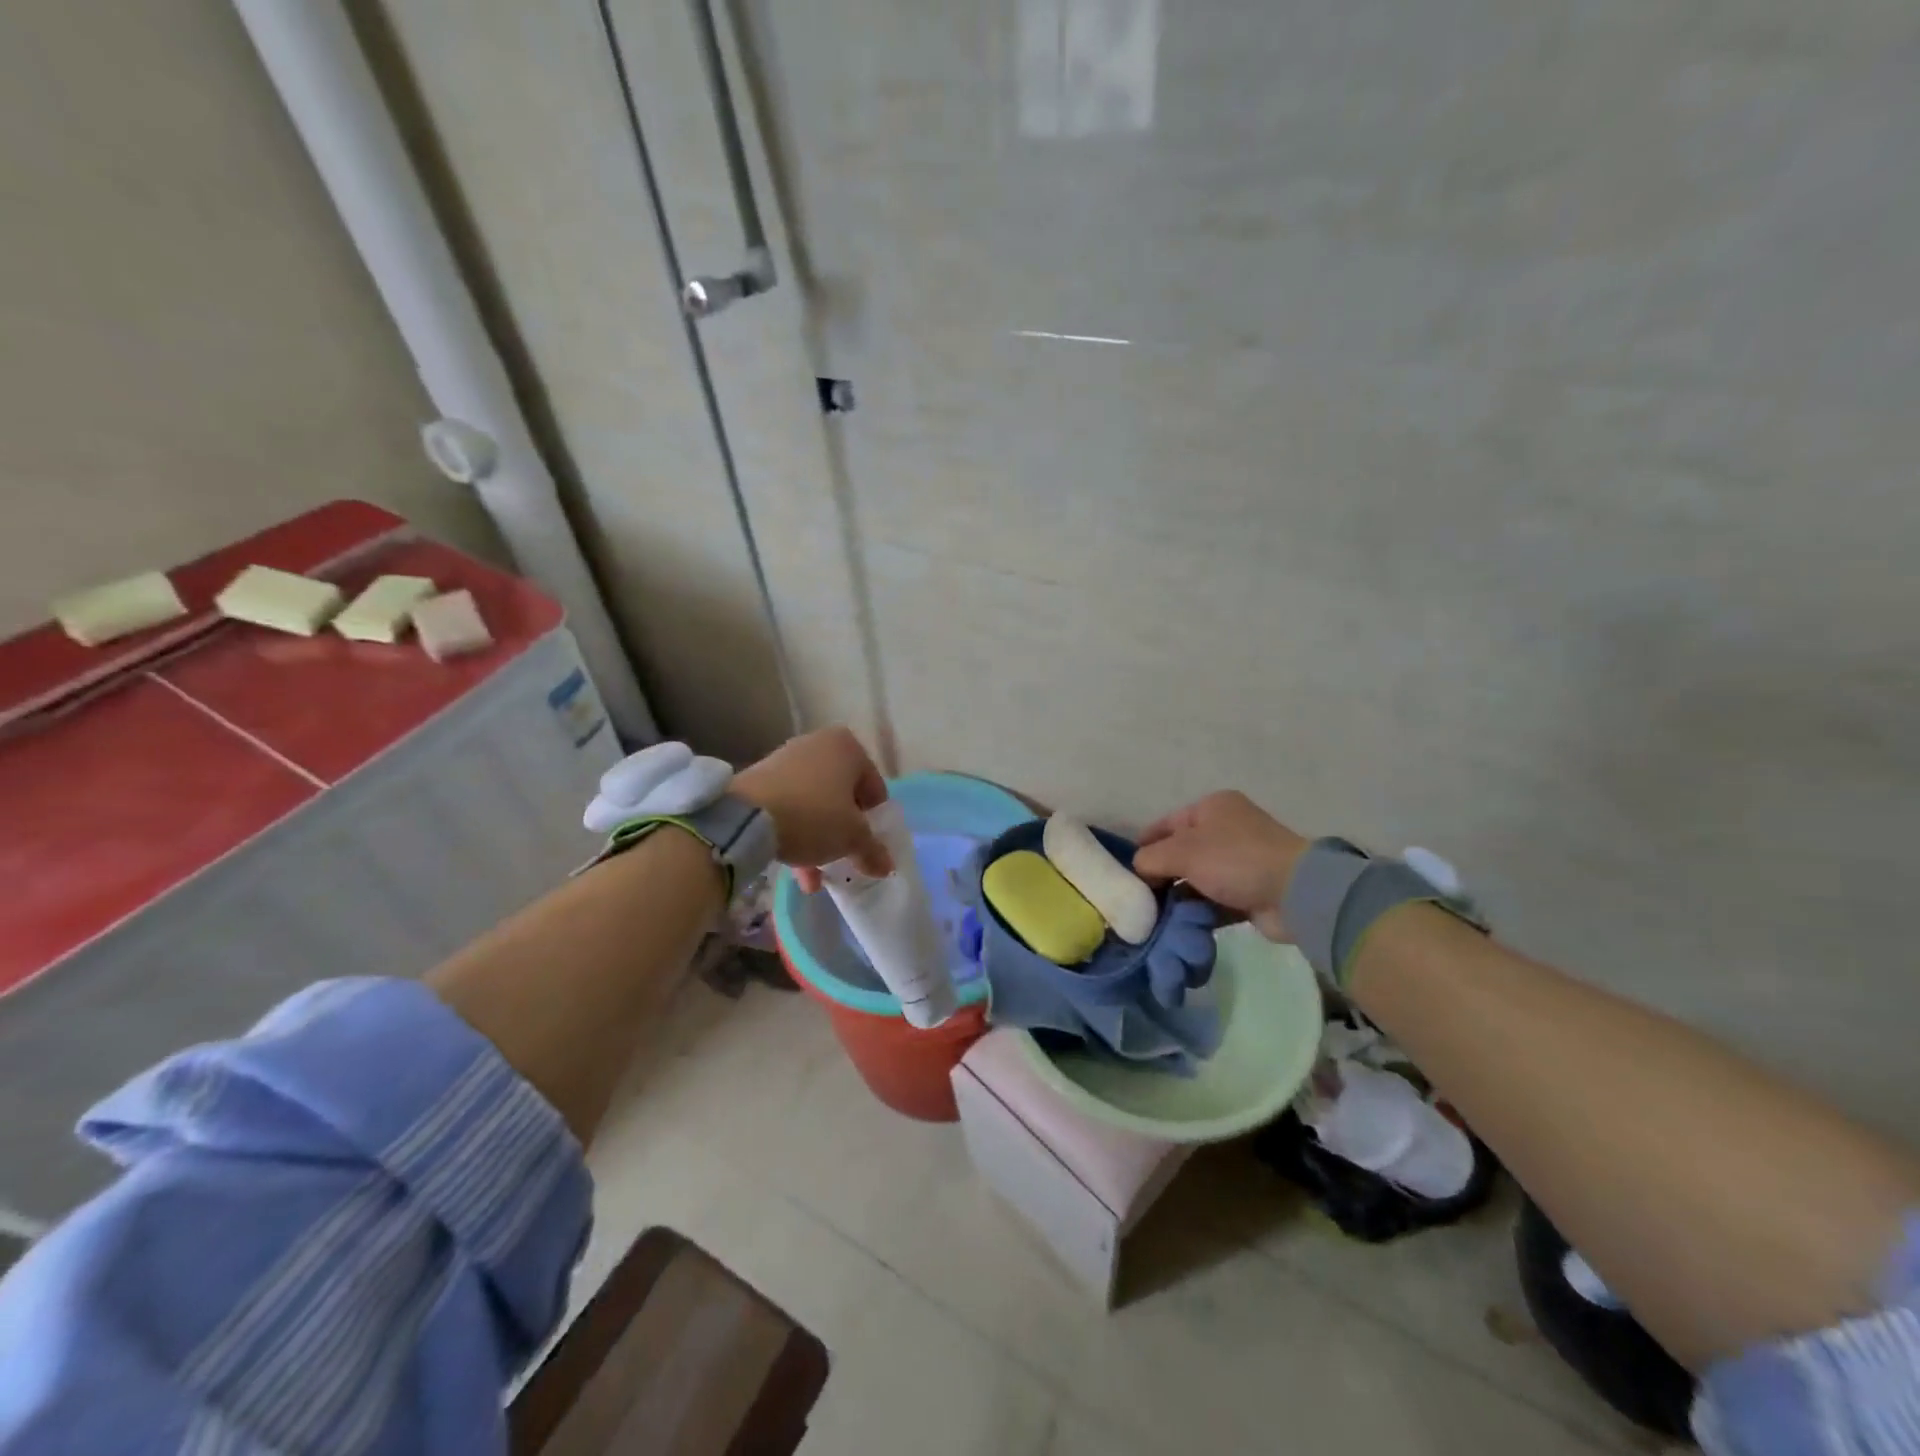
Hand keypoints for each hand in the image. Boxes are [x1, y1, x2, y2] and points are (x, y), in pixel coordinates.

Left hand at [732, 727, 891, 891]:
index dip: (875, 822)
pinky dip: (795, 832)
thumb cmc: (814, 816)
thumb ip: (873, 850)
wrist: (745, 816)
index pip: (874, 789)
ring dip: (819, 839)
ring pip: (815, 804)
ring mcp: (786, 759)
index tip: (867, 847)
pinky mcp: (761, 777)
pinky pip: (789, 806)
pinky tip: (793, 869)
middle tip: (843, 858)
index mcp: (848, 747)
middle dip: (843, 831)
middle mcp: (818, 744)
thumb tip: (886, 865)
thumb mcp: (852, 838)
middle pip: (843, 795)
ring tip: (814, 877)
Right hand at [1132, 792, 1308, 940]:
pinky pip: (1214, 900)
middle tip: (1140, 898)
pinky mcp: (1250, 891)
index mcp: (1212, 807)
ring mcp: (1240, 862)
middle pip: (1181, 852)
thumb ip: (1150, 859)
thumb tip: (1139, 871)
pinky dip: (1199, 911)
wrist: (1296, 893)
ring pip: (1197, 879)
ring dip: (1179, 897)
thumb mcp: (1182, 852)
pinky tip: (1180, 926)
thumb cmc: (1234, 859)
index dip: (1144, 845)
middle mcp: (1227, 829)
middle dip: (1161, 875)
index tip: (1127, 871)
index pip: (1166, 824)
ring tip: (1156, 917)